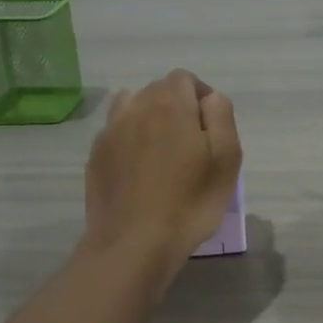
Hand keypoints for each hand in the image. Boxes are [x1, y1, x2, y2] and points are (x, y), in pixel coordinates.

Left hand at [85, 69, 241, 290]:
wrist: (133, 244)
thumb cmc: (189, 202)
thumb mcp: (226, 158)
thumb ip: (221, 116)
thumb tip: (210, 98)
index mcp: (169, 104)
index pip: (184, 79)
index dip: (200, 96)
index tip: (210, 127)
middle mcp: (135, 108)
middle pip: (157, 90)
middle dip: (176, 106)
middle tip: (191, 143)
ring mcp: (109, 132)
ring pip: (132, 107)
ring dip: (149, 118)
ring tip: (162, 150)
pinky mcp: (96, 157)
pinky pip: (116, 133)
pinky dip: (130, 140)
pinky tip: (140, 170)